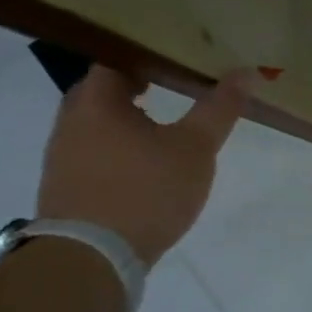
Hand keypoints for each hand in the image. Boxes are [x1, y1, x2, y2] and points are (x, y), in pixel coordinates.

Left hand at [36, 67, 248, 265]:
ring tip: (164, 123)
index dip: (146, 52)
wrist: (90, 259)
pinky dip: (117, 146)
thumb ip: (220, 108)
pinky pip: (93, 151)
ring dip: (126, 118)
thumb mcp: (196, 147)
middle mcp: (71, 122)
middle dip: (135, 84)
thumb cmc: (146, 191)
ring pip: (96, 122)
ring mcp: (62, 156)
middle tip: (174, 83)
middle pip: (102, 89)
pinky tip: (144, 163)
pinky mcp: (65, 187)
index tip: (176, 55)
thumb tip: (248, 71)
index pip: (116, 57)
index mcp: (97, 102)